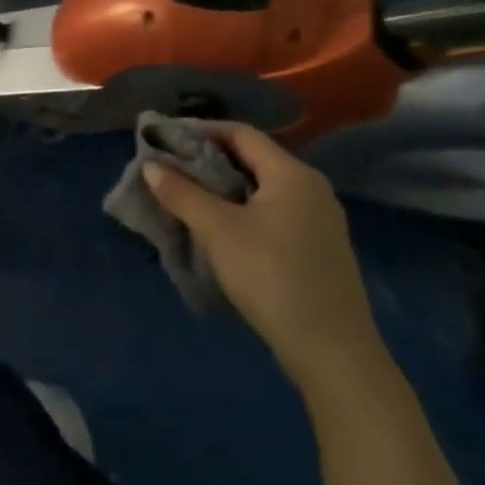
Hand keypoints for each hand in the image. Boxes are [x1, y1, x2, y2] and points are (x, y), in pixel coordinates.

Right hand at [145, 122, 384, 396]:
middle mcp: (311, 189)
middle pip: (253, 158)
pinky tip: (220, 228)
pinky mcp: (318, 248)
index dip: (201, 130)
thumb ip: (182, 193)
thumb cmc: (272, 277)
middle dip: (208, 160)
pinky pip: (273, 212)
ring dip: (223, 186)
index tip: (165, 140)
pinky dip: (242, 209)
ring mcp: (320, 220)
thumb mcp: (217, 231)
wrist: (333, 353)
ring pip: (262, 188)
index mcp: (292, 174)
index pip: (241, 133)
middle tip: (170, 169)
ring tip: (187, 197)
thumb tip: (151, 166)